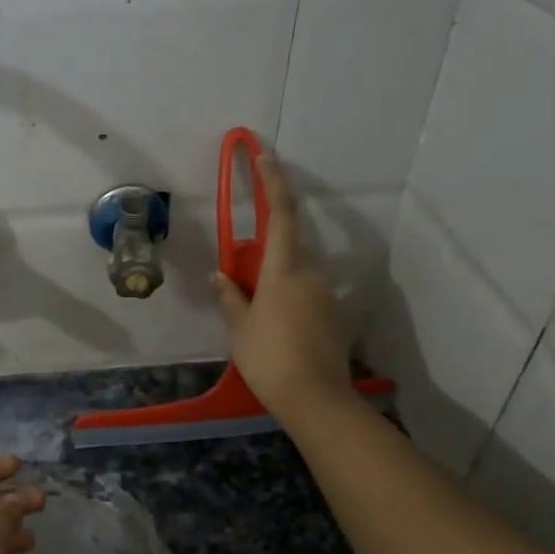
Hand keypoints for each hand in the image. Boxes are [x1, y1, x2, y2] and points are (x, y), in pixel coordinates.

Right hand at [212, 152, 353, 423]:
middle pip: (288, 245)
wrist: (315, 398)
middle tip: (242, 276)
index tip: (265, 154)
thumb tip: (221, 275)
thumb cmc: (269, 358)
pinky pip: (306, 293)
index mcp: (284, 269)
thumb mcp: (239, 328)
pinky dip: (288, 298)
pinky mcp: (333, 314)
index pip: (279, 213)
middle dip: (266, 249)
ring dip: (276, 277)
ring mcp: (326, 294)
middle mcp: (311, 273)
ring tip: (256, 312)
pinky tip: (275, 328)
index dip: (273, 181)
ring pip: (297, 271)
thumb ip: (231, 296)